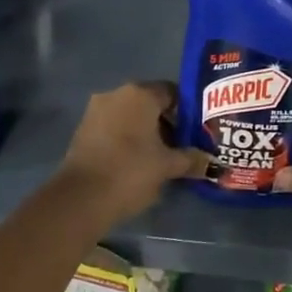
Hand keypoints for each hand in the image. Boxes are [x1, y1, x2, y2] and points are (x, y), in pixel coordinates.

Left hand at [52, 82, 203, 225]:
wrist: (80, 198)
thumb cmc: (130, 171)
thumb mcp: (167, 166)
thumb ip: (191, 159)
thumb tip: (211, 162)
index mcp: (140, 94)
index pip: (172, 92)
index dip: (187, 112)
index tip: (195, 133)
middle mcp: (117, 94)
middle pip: (150, 103)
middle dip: (167, 123)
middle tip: (181, 146)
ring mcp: (96, 110)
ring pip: (130, 116)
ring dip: (146, 132)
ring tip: (160, 157)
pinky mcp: (83, 130)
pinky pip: (113, 127)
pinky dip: (126, 139)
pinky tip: (136, 162)